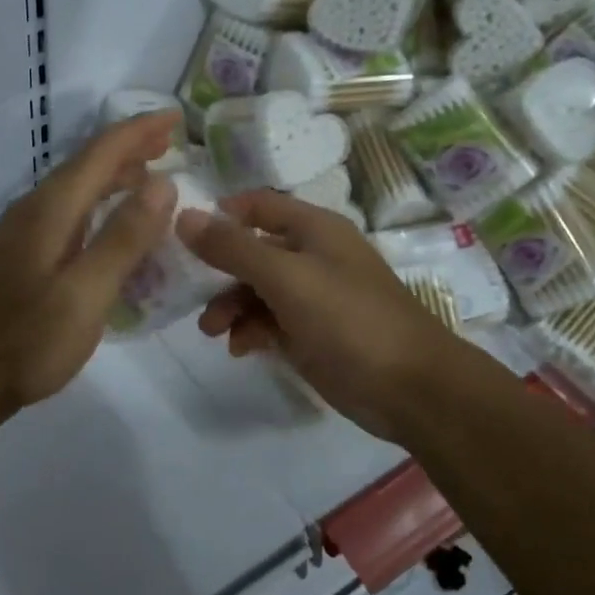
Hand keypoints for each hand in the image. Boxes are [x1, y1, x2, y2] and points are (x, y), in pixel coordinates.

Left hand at [0, 112, 180, 419]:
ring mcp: (25, 232)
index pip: (102, 153)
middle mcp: (35, 210)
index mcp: (51, 209)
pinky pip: (70, 211)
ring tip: (151, 174)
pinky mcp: (23, 255)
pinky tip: (113, 224)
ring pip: (77, 188)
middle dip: (130, 147)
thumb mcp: (85, 294)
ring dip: (115, 174)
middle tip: (171, 141)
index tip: (177, 117)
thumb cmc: (26, 340)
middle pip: (88, 164)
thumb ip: (123, 238)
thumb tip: (162, 183)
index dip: (140, 131)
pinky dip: (100, 203)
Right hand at [177, 190, 455, 441]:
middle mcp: (312, 256)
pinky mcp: (312, 334)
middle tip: (190, 295)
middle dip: (220, 272)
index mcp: (314, 229)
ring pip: (257, 290)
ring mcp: (313, 297)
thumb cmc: (349, 319)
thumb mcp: (285, 278)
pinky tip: (240, 348)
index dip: (222, 214)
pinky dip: (250, 331)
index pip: (258, 206)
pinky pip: (270, 322)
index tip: (184, 235)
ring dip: (231, 306)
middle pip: (252, 250)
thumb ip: (232, 248)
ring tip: (213, 331)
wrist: (411, 388)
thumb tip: (183, 216)